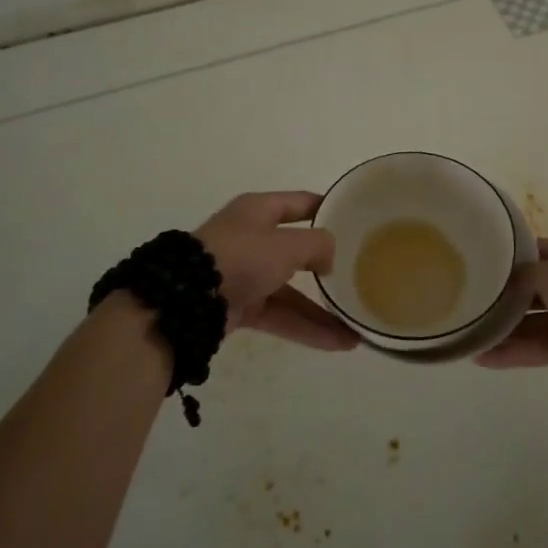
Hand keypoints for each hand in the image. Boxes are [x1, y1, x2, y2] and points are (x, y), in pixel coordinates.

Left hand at [194, 192, 355, 351]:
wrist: (189, 299)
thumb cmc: (242, 255)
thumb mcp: (287, 243)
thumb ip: (318, 245)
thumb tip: (328, 259)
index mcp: (259, 211)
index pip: (301, 204)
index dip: (327, 209)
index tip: (355, 220)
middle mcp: (253, 239)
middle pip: (298, 251)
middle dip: (328, 268)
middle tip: (358, 276)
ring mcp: (246, 275)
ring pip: (292, 292)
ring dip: (322, 310)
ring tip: (356, 330)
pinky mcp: (241, 307)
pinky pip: (281, 315)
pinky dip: (307, 328)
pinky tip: (338, 343)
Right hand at [475, 239, 547, 400]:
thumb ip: (522, 275)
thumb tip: (501, 282)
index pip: (533, 251)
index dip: (505, 257)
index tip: (473, 263)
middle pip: (529, 286)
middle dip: (499, 296)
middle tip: (463, 301)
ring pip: (530, 320)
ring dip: (501, 328)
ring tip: (466, 334)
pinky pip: (536, 346)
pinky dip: (512, 351)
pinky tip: (482, 357)